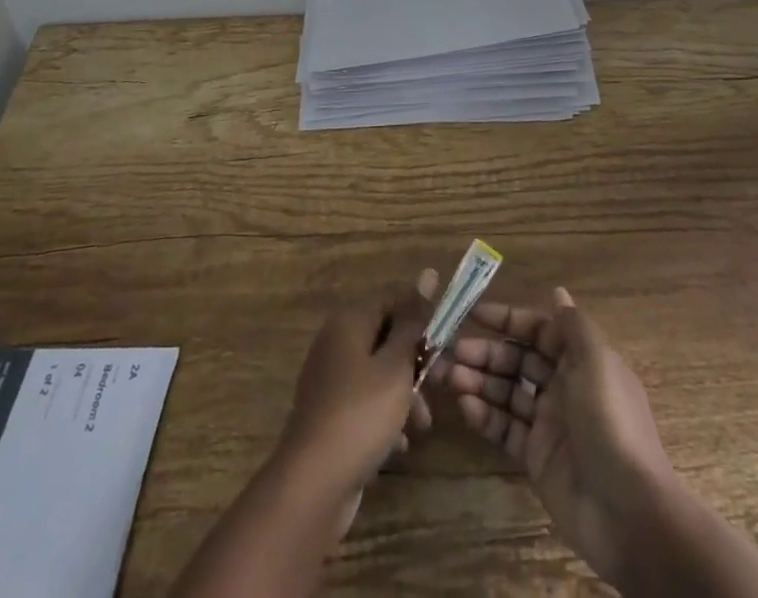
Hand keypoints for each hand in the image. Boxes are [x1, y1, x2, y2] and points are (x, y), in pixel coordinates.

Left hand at [278, 270, 439, 499]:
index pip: (391, 302)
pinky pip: (363, 405)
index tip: (444, 343)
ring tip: (421, 427)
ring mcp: (328, 381)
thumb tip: (427, 273)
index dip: (419, 319)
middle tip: (438, 388)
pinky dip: (383, 420)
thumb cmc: (362, 413)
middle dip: (414, 366)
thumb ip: (412, 322)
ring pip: (376, 376)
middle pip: (384, 340)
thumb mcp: (396, 365)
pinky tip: (398, 447)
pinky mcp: (327, 416)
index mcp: (349, 322)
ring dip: (403, 397)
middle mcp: (335, 343)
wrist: (313, 484)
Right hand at [435, 288, 678, 586]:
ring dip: (478, 381)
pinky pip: (504, 428)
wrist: (629, 513)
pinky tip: (465, 406)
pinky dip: (484, 415)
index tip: (474, 312)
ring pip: (506, 392)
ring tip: (448, 376)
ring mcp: (548, 423)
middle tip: (452, 351)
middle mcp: (563, 386)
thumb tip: (558, 292)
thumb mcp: (597, 363)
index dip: (508, 319)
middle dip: (485, 352)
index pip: (538, 329)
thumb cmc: (611, 423)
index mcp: (580, 360)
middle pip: (517, 360)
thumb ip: (573, 326)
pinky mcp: (536, 457)